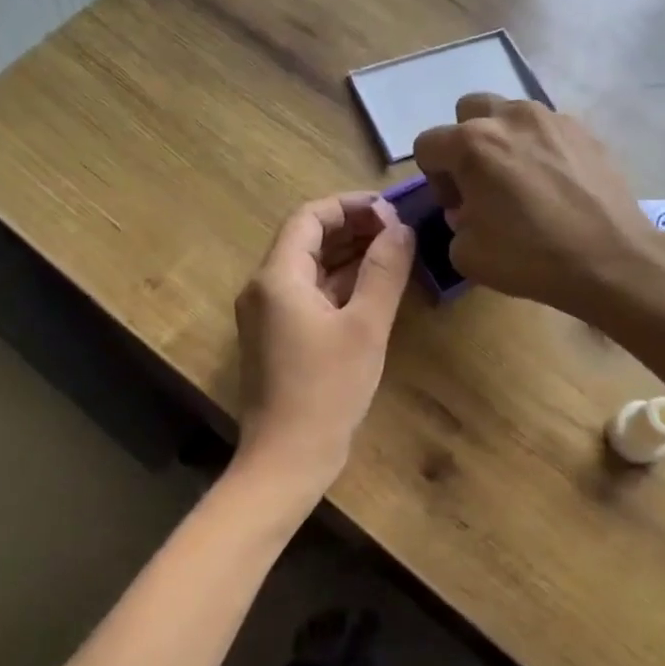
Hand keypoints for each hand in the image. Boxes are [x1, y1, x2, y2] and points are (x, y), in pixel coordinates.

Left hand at [234, 193, 414, 482]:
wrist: (287, 459)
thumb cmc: (327, 390)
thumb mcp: (365, 326)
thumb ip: (384, 271)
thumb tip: (400, 228)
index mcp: (277, 277)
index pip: (309, 218)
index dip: (350, 207)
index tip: (390, 210)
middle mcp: (264, 289)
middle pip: (306, 240)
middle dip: (352, 229)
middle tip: (398, 231)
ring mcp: (267, 316)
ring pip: (309, 269)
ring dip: (348, 257)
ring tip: (393, 253)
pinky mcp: (277, 339)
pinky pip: (308, 296)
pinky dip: (339, 286)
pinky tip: (373, 289)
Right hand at [412, 94, 664, 323]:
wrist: (610, 260)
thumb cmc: (530, 257)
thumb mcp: (466, 254)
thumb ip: (455, 223)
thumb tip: (469, 210)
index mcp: (473, 144)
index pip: (428, 144)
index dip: (434, 179)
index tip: (457, 207)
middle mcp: (510, 117)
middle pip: (468, 111)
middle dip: (464, 143)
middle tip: (480, 183)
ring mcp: (552, 118)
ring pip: (510, 114)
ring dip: (503, 141)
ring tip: (520, 181)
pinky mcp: (585, 130)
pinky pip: (547, 130)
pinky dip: (539, 148)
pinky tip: (554, 185)